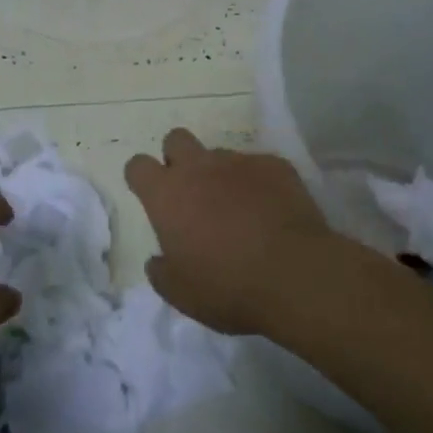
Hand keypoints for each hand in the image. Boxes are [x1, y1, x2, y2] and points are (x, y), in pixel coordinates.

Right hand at [124, 128, 335, 334]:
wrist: (295, 275)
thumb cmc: (227, 287)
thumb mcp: (181, 293)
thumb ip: (161, 271)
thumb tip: (158, 260)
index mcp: (167, 195)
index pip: (138, 166)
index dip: (142, 178)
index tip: (151, 197)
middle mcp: (199, 168)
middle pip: (176, 139)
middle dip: (178, 158)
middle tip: (191, 193)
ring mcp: (240, 162)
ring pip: (220, 154)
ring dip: (221, 175)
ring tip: (238, 209)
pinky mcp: (276, 165)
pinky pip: (259, 166)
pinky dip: (258, 183)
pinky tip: (271, 210)